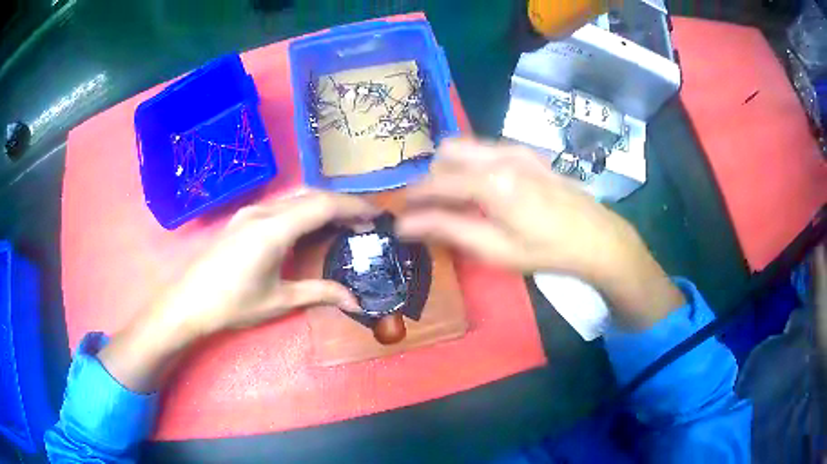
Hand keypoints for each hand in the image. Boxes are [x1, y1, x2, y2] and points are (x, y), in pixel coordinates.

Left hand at [99, 191, 376, 391]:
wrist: (187, 303)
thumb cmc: (232, 304)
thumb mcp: (279, 301)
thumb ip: (319, 293)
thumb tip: (355, 301)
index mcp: (273, 229)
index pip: (323, 205)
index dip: (353, 206)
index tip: (377, 216)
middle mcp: (263, 212)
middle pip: (311, 196)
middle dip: (341, 204)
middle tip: (364, 222)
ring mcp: (250, 213)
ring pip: (295, 198)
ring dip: (321, 206)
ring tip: (342, 224)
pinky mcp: (242, 220)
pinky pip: (280, 206)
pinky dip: (302, 210)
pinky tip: (308, 227)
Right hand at [397, 138, 684, 327]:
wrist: (594, 235)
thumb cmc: (544, 249)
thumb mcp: (494, 248)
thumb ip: (447, 229)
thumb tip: (405, 224)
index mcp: (490, 180)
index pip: (436, 182)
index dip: (414, 196)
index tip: (401, 211)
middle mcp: (498, 155)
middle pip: (446, 154)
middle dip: (434, 178)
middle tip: (435, 209)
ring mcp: (514, 149)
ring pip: (465, 147)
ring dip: (453, 169)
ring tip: (459, 200)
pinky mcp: (526, 152)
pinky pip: (485, 149)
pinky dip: (473, 164)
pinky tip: (486, 189)